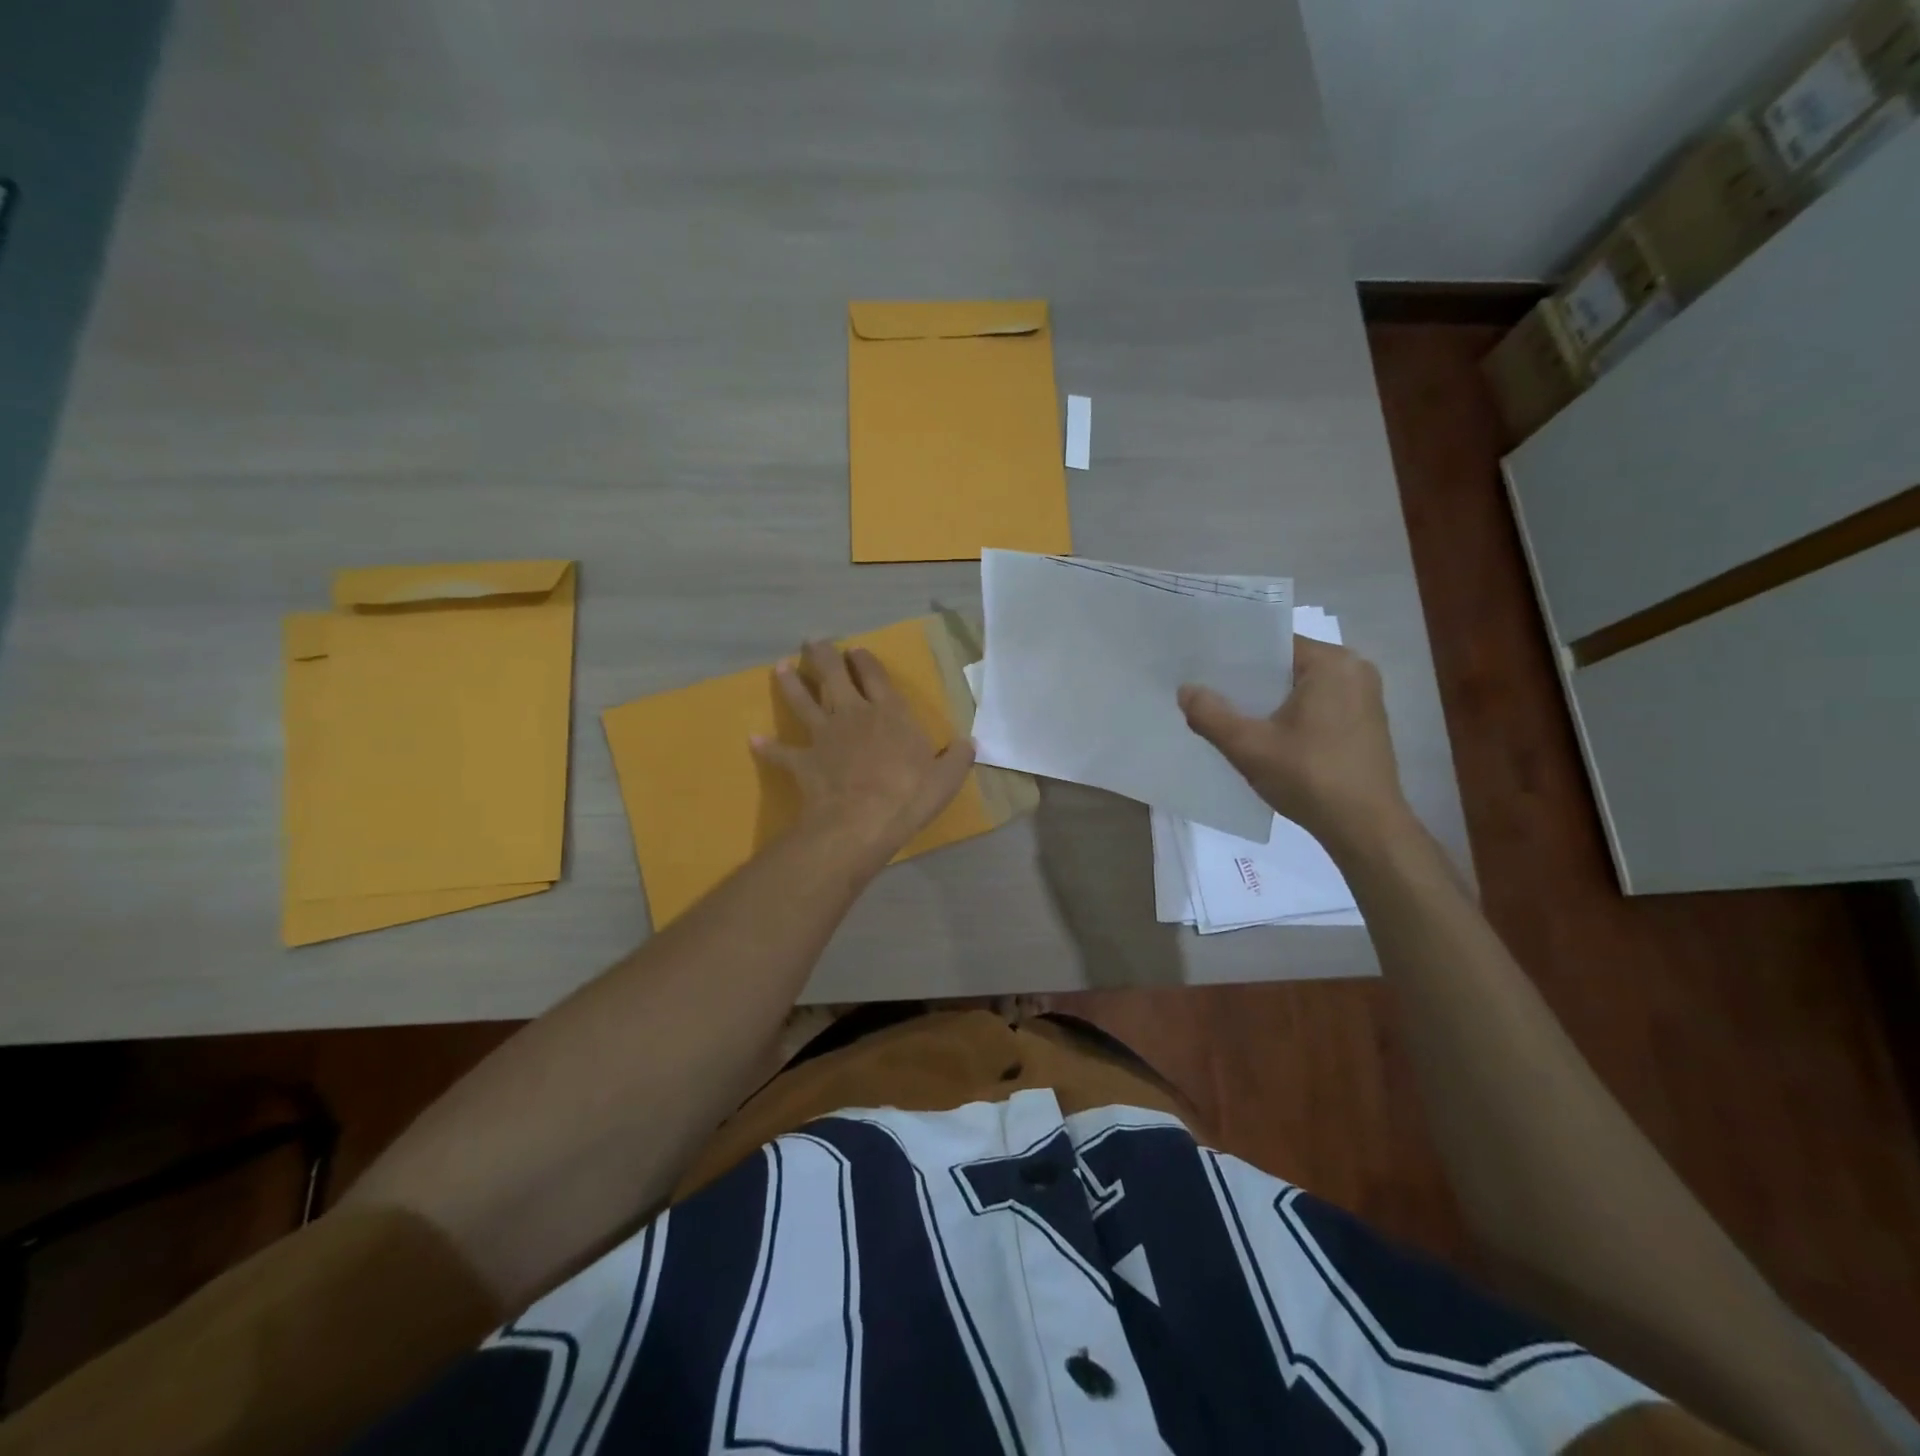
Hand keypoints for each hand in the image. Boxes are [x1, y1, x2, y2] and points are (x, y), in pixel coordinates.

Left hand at [753, 640, 975, 860]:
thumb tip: (969, 743)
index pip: (874, 675)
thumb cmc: (908, 795)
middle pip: (833, 675)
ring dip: (791, 684)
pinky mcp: (803, 760)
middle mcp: (853, 714)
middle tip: (813, 643)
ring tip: (780, 668)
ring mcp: (824, 735)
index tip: (857, 650)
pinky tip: (754, 740)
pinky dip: (767, 746)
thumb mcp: (946, 778)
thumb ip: (957, 757)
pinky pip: (781, 751)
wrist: (861, 821)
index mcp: (889, 712)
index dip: (865, 660)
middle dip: (823, 656)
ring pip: (803, 701)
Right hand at [1178, 635, 1410, 849]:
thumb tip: (1185, 690)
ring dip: (1269, 701)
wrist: (1365, 829)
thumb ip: (1211, 714)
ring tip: (1231, 714)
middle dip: (1250, 681)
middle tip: (1209, 692)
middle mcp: (1355, 670)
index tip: (1204, 668)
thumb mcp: (1249, 746)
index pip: (1273, 644)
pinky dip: (1291, 716)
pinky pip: (1318, 706)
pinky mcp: (1366, 724)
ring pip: (1301, 689)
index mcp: (1332, 663)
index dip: (1235, 656)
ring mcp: (1365, 698)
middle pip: (1287, 666)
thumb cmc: (1310, 777)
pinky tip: (1266, 736)